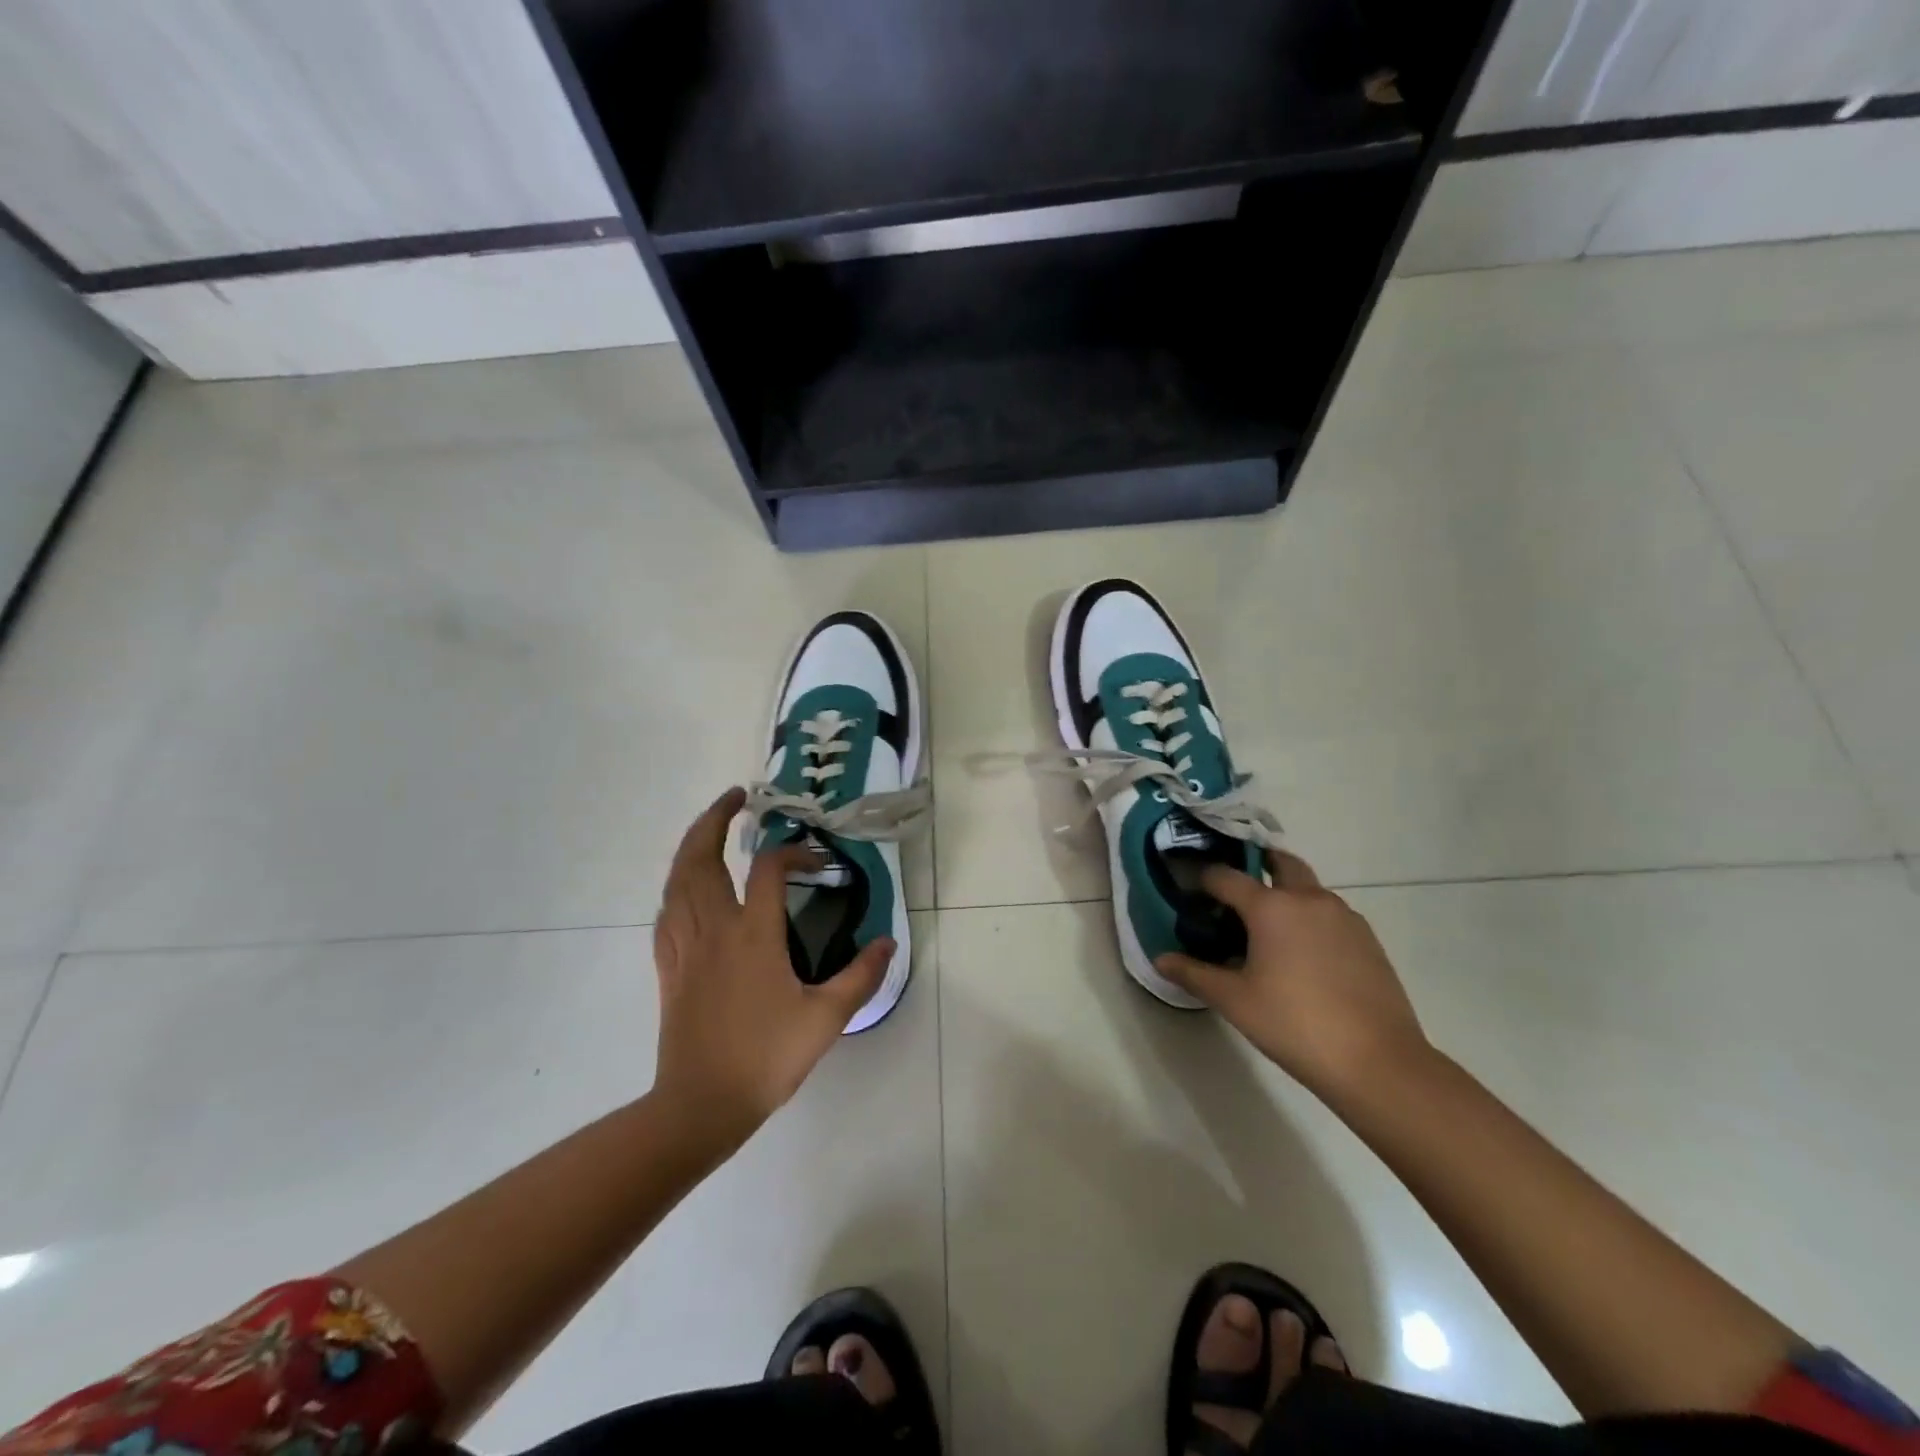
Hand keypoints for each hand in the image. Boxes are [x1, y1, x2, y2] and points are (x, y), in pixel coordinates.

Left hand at [652, 788, 894, 1144]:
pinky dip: (676, 889)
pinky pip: (666, 915)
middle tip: (734, 798)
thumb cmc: (765, 1057)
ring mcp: (685, 947)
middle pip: (701, 858)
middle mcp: (714, 928)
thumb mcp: (827, 1018)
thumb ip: (861, 976)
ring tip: (708, 832)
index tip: (815, 861)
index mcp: (753, 934)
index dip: (793, 852)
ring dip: (690, 847)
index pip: (769, 868)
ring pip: (676, 881)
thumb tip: (887, 941)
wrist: (701, 1105)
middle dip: (714, 820)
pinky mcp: (669, 968)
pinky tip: (685, 891)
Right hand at [1155, 851, 1429, 1101]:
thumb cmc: (1295, 1024)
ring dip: (1287, 892)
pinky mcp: (1367, 939)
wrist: (1378, 1062)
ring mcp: (1344, 916)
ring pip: (1309, 888)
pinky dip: (1310, 917)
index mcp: (1271, 906)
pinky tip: (1302, 953)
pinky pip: (1330, 913)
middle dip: (1257, 864)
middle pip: (1280, 863)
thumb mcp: (1234, 1001)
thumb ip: (1194, 974)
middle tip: (1237, 888)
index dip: (1204, 879)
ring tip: (1268, 926)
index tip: (1191, 889)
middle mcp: (1309, 899)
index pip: (1226, 876)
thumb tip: (1160, 960)